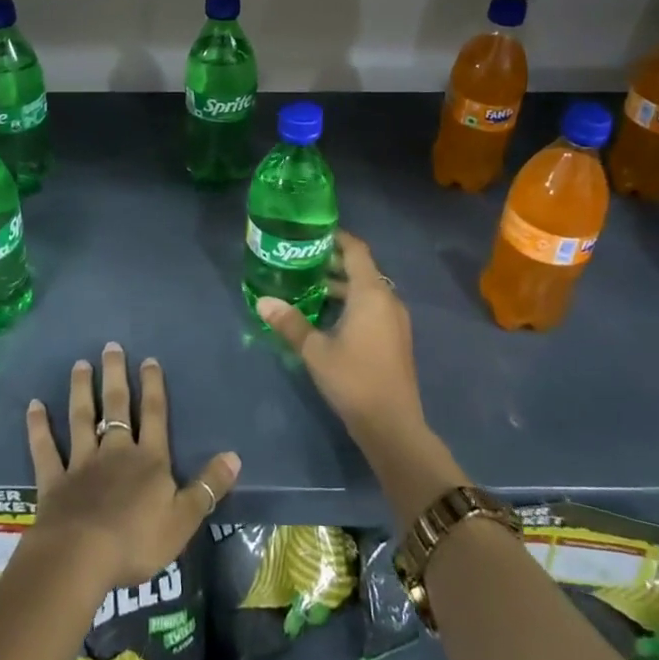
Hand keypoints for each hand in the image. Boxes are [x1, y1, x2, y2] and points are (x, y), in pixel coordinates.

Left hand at [24, 342, 240, 592]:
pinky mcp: (54, 481)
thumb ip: (207, 487)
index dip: (154, 387)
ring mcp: (82, 463)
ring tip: (80, 364)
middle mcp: (116, 452)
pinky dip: (39, 427)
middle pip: (117, 406)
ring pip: (82, 418)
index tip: (149, 360)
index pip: (155, 415)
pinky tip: (34, 406)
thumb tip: (234, 456)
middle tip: (110, 346)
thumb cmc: (137, 541)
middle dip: (116, 376)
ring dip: (82, 391)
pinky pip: (45, 449)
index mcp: (149, 460)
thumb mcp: (183, 519)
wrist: (80, 557)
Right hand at [257, 230, 426, 450]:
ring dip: (342, 285)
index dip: (336, 237)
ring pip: (367, 290)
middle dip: (334, 262)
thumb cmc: (354, 379)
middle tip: (302, 259)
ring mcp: (395, 321)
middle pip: (362, 269)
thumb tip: (263, 301)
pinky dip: (352, 303)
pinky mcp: (395, 339)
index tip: (312, 233)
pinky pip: (373, 307)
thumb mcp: (315, 350)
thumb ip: (290, 322)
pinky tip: (328, 316)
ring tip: (310, 286)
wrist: (393, 426)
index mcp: (371, 293)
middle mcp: (387, 300)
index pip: (356, 250)